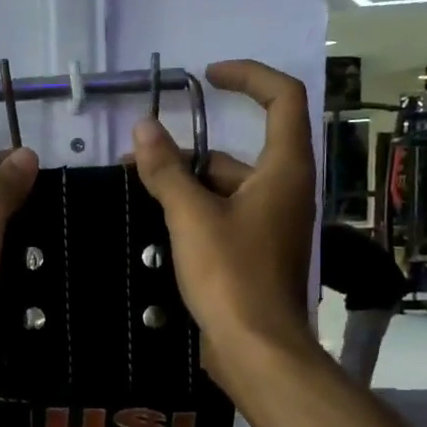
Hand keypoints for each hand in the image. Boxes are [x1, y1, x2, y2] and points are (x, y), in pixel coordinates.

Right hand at [130, 60, 315, 372]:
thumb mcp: (191, 217)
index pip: (282, 98)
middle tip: (140, 159)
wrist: (257, 349)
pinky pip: (225, 216)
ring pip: (228, 187)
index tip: (206, 78)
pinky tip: (160, 225)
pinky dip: (196, 212)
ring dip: (187, 184)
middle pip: (240, 151)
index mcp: (284, 170)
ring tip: (140, 192)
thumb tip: (144, 128)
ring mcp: (272, 224)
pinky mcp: (257, 253)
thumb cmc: (231, 276)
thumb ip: (167, 170)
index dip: (247, 76)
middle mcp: (285, 190)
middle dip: (190, 151)